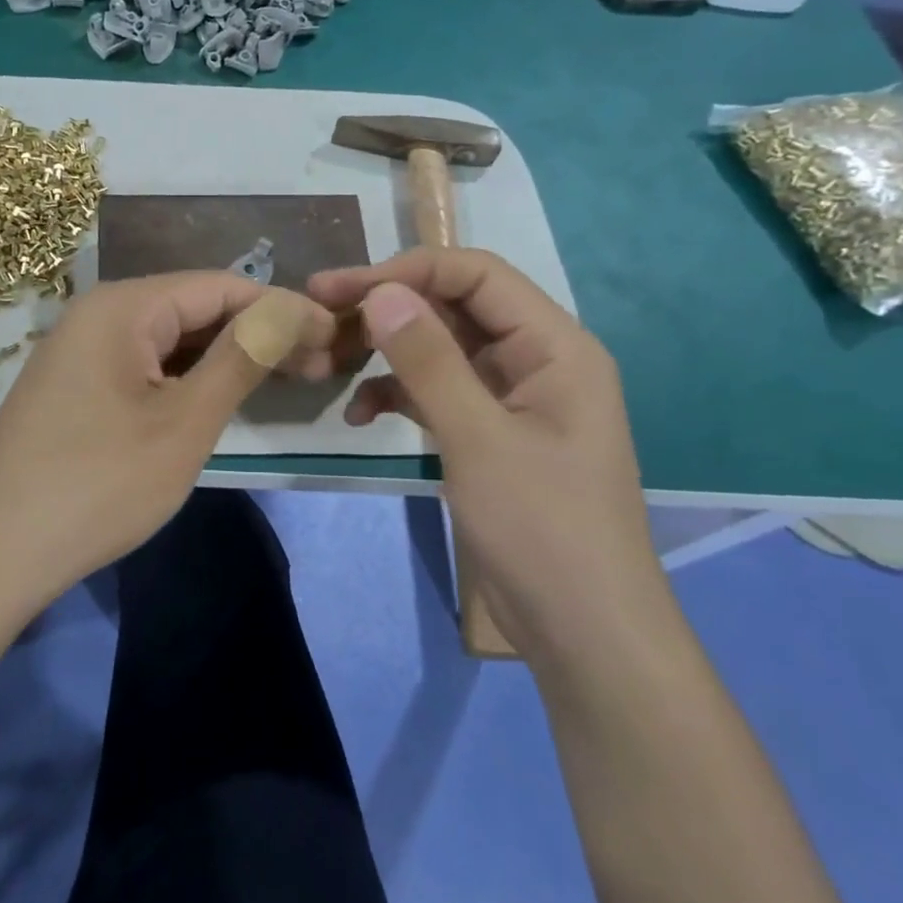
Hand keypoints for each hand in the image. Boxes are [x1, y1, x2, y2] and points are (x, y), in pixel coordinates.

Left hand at [0, 273, 335, 606]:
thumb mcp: (184, 423)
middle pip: (195, 309)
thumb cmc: (98, 486)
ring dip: (226, 358)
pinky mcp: (75, 386)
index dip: (283, 309)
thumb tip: (292, 308)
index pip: (221, 286)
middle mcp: (98, 314)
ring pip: (171, 340)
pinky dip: (187, 379)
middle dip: (258, 334)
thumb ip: (241, 358)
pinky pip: (144, 366)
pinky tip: (219, 399)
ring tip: (282, 383)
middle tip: (318, 370)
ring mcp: (81, 351)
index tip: (333, 340)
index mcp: (123, 306)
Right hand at [309, 248, 662, 659]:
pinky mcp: (487, 432)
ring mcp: (509, 398)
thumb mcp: (480, 441)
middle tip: (320, 315)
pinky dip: (397, 394)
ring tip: (329, 362)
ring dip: (386, 352)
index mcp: (554, 346)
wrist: (582, 632)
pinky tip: (359, 414)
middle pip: (454, 307)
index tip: (340, 288)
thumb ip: (430, 362)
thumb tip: (380, 294)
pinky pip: (436, 392)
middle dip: (388, 308)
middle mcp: (535, 359)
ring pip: (439, 349)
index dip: (406, 271)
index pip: (476, 275)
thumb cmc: (543, 529)